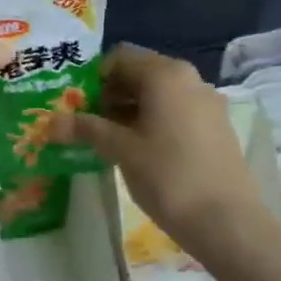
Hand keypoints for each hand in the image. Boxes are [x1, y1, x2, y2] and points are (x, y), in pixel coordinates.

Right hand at [51, 44, 264, 260]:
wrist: (228, 223)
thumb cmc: (169, 176)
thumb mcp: (121, 150)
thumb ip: (87, 129)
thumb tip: (51, 122)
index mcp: (165, 74)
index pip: (119, 57)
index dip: (92, 77)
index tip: (75, 104)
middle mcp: (189, 79)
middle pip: (139, 73)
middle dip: (109, 94)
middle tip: (85, 123)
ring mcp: (207, 103)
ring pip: (158, 95)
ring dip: (129, 110)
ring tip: (107, 140)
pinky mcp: (216, 127)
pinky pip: (176, 111)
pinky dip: (152, 122)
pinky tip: (139, 151)